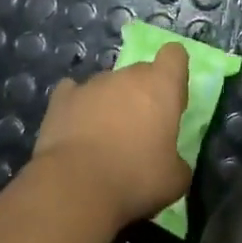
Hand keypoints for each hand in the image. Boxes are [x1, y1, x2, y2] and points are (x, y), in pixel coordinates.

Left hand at [32, 44, 191, 227]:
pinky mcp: (62, 97)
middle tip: (140, 132)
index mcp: (161, 86)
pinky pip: (75, 93)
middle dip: (143, 95)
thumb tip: (174, 163)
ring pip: (109, 85)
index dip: (174, 74)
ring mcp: (92, 84)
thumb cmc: (135, 178)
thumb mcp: (174, 181)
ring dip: (111, 104)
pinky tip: (76, 129)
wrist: (76, 187)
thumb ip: (179, 162)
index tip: (171, 102)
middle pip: (141, 73)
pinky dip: (78, 106)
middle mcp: (127, 75)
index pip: (174, 55)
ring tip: (104, 140)